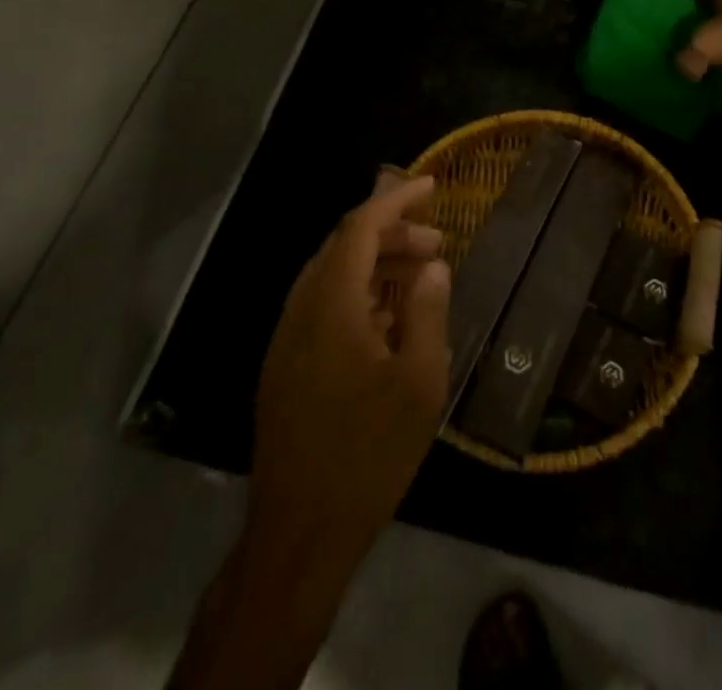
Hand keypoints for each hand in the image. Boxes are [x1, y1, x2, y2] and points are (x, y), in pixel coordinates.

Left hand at [247, 174, 450, 570]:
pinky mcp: (284, 366)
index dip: (396, 200)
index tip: (432, 187)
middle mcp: (301, 310)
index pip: (360, 227)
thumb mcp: (419, 383)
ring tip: (420, 279)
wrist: (299, 534)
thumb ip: (428, 312)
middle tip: (438, 246)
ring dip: (376, 265)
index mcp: (331, 305)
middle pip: (344, 246)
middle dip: (392, 235)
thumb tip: (432, 266)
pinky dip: (358, 294)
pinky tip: (389, 321)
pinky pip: (322, 306)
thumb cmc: (368, 455)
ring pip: (331, 276)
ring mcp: (286, 339)